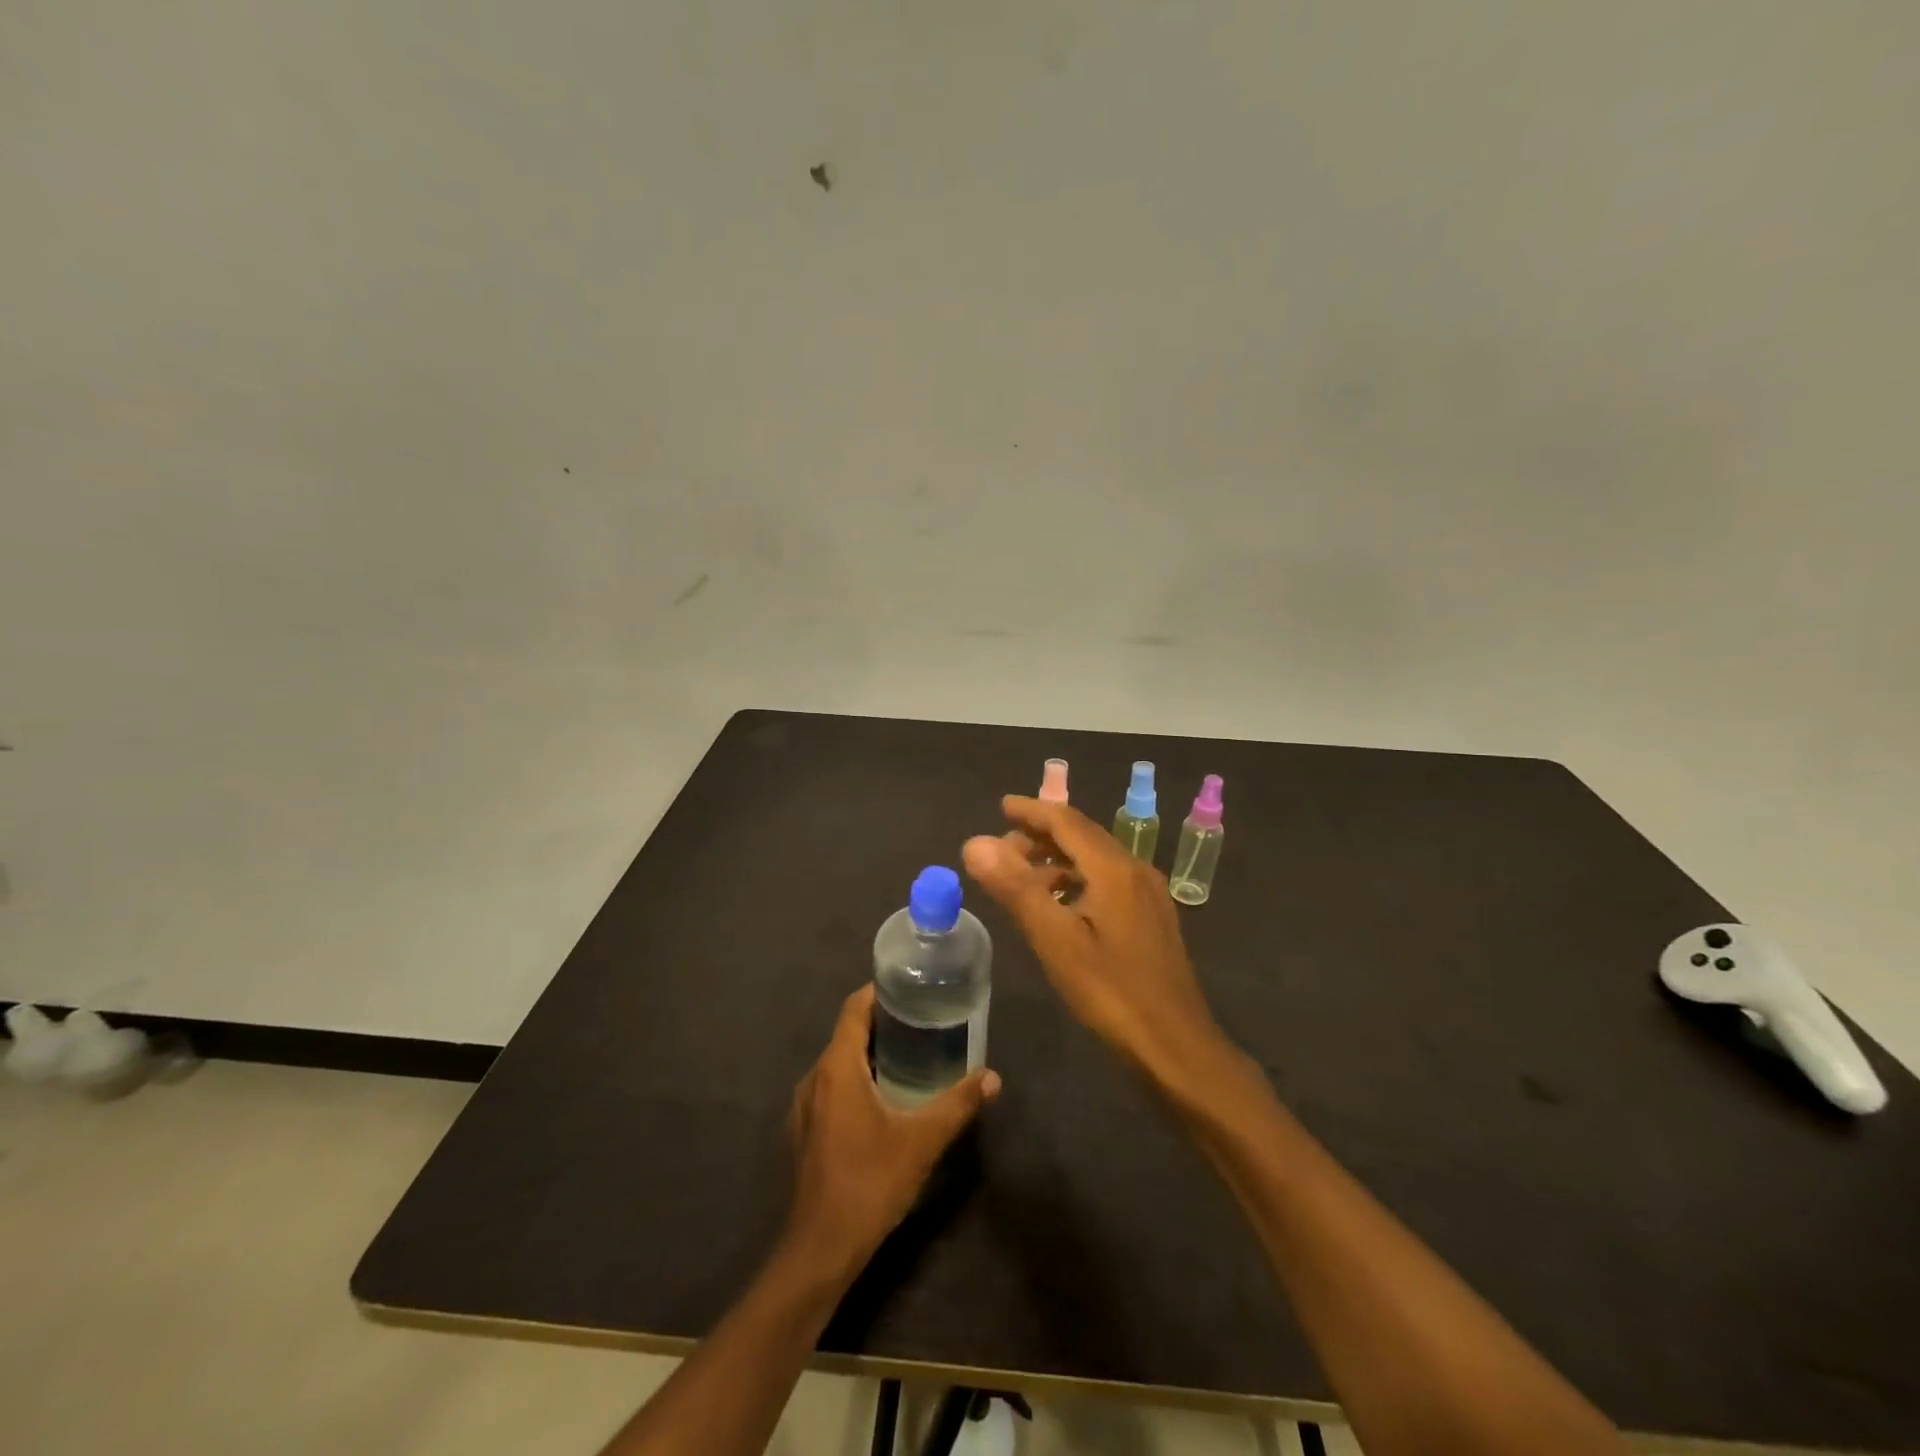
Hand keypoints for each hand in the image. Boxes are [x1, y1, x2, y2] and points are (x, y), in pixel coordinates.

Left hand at [783, 984, 999, 1283]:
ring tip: (909, 1054)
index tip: (910, 987)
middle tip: (922, 1020)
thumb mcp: (921, 1142)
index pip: (853, 1009)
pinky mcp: (805, 1131)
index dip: (879, 992)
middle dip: (882, 1023)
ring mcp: (805, 1107)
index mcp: (836, 1068)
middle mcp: (815, 1078)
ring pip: (839, 1063)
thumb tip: (992, 1078)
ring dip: (869, 1053)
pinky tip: (885, 1098)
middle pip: (847, 1033)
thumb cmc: (869, 1183)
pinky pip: (832, 1087)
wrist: (820, 1249)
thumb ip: (957, 1105)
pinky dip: (857, 1079)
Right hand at [964, 796, 1236, 1100]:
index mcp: (1115, 868)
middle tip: (1001, 850)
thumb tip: (975, 843)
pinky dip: (1076, 880)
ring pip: (1096, 860)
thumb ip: (1016, 888)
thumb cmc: (1112, 993)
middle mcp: (1136, 870)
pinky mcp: (1152, 919)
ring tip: (1021, 878)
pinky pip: (1107, 881)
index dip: (1031, 811)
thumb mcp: (1056, 940)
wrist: (1176, 1047)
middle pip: (1083, 836)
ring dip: (1057, 860)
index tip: (1000, 806)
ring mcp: (1149, 895)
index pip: (1066, 821)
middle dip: (1041, 835)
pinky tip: (1059, 907)